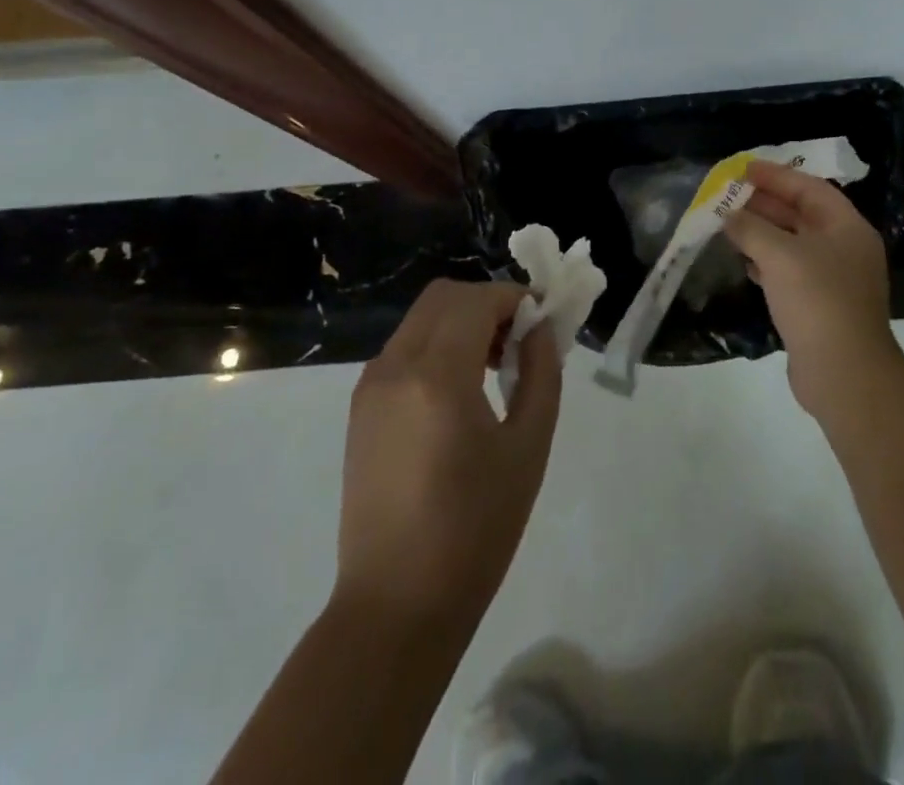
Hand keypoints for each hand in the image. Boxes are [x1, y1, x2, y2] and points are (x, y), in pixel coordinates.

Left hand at [334, 280, 560, 628]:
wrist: (395, 606)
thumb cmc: (475, 530)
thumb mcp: (528, 447)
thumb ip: (540, 373)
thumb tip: (539, 329)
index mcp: (437, 375)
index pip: (477, 300)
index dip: (515, 298)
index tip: (543, 321)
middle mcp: (395, 367)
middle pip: (444, 297)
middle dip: (487, 303)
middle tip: (519, 340)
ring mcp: (370, 387)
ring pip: (421, 319)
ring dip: (462, 322)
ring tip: (494, 367)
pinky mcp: (361, 409)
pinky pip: (404, 350)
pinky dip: (437, 345)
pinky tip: (461, 391)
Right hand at [725, 161, 903, 418]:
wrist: (845, 374)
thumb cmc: (817, 301)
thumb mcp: (779, 255)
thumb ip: (751, 228)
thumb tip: (729, 216)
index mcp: (847, 228)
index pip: (810, 189)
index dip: (776, 176)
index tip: (744, 169)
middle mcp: (845, 249)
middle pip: (802, 214)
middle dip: (766, 203)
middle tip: (730, 195)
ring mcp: (835, 280)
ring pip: (794, 244)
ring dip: (763, 233)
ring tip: (729, 224)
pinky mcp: (821, 307)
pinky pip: (791, 272)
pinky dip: (767, 262)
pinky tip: (744, 262)